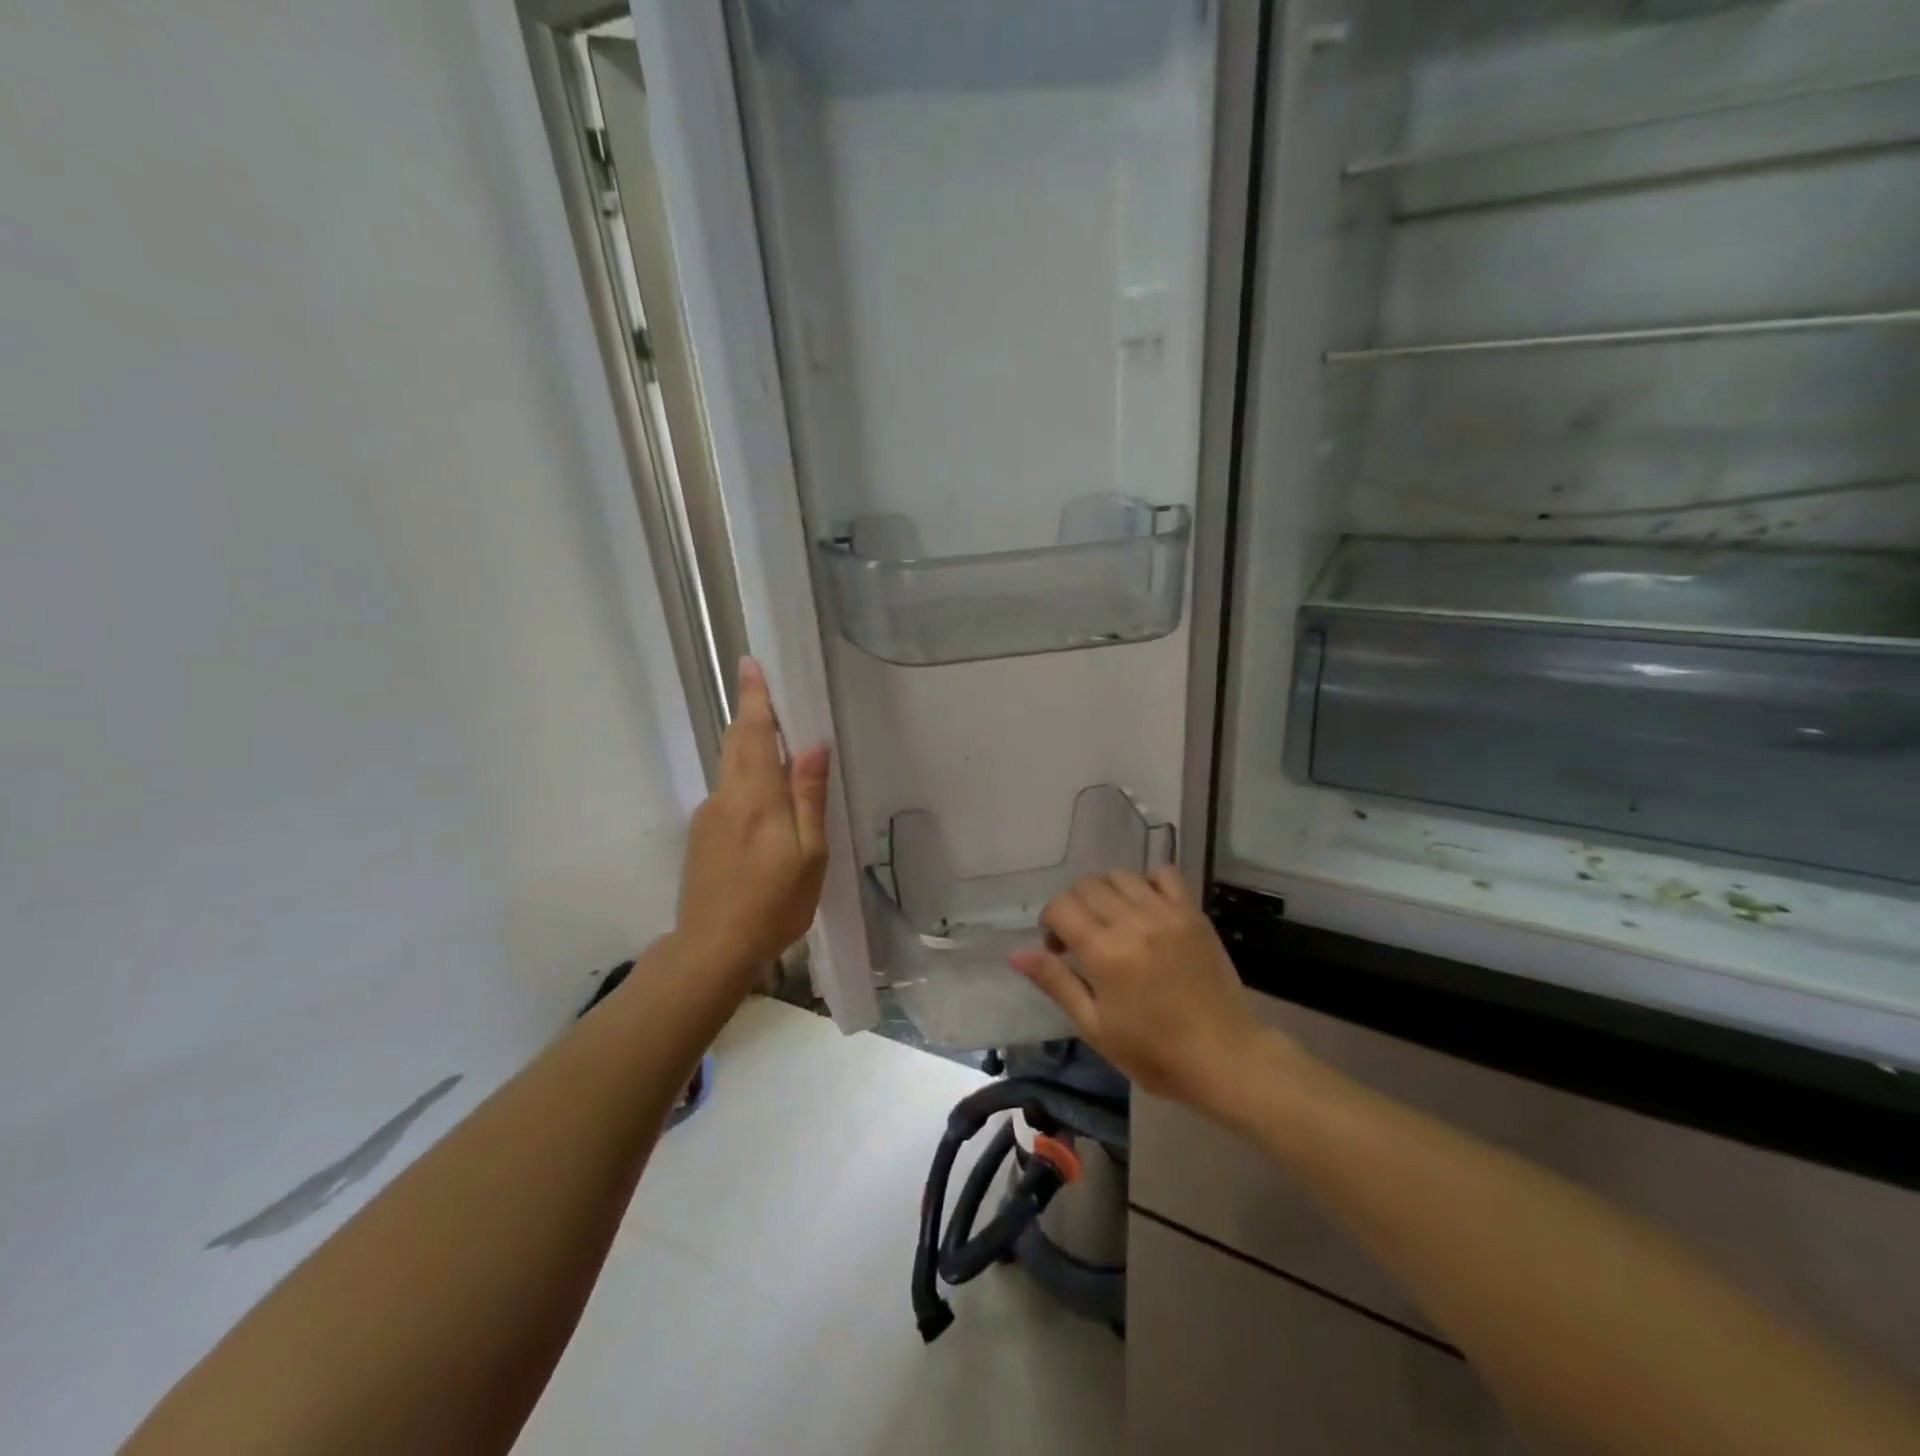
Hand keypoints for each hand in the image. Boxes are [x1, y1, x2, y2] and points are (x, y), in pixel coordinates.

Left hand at [675, 658, 830, 978]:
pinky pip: (728, 794)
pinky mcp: (700, 835)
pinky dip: (746, 783)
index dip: (754, 698)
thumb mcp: (808, 855)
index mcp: (756, 798)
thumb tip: (812, 746)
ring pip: (731, 769)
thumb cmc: (773, 904)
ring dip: (751, 750)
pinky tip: (765, 809)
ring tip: (779, 752)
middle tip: (768, 693)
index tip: (750, 664)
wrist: (711, 948)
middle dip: (750, 714)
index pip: (753, 734)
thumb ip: (808, 797)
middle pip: (736, 743)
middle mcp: (725, 796)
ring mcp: (707, 815)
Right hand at [1010, 868, 1274, 1114]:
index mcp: (1105, 953)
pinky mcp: (1193, 913)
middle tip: (1082, 937)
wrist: (1225, 1057)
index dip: (1049, 922)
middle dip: (1074, 905)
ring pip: (1121, 875)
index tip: (1057, 948)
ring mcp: (1167, 913)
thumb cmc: (1154, 1052)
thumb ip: (1057, 983)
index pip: (1061, 907)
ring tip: (1112, 921)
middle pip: (1087, 885)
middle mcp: (1134, 922)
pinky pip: (1164, 874)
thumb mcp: (1095, 1027)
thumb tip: (1017, 953)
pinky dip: (1147, 882)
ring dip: (1106, 892)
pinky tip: (1146, 907)